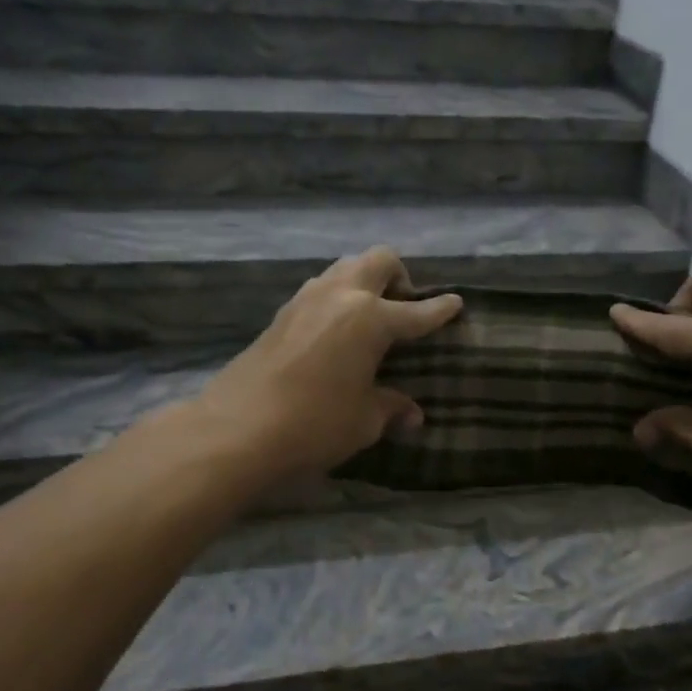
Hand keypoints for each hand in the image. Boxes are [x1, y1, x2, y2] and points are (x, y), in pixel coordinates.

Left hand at [190, 246, 461, 484]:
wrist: (235, 430)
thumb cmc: (313, 425)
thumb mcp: (364, 421)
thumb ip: (391, 408)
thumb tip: (412, 414)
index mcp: (371, 319)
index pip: (417, 311)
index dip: (441, 310)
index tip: (456, 304)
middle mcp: (341, 296)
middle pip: (379, 260)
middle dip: (400, 276)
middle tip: (403, 308)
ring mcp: (307, 299)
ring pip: (345, 267)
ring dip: (365, 282)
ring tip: (369, 318)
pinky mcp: (282, 313)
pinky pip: (321, 288)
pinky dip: (338, 297)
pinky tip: (336, 332)